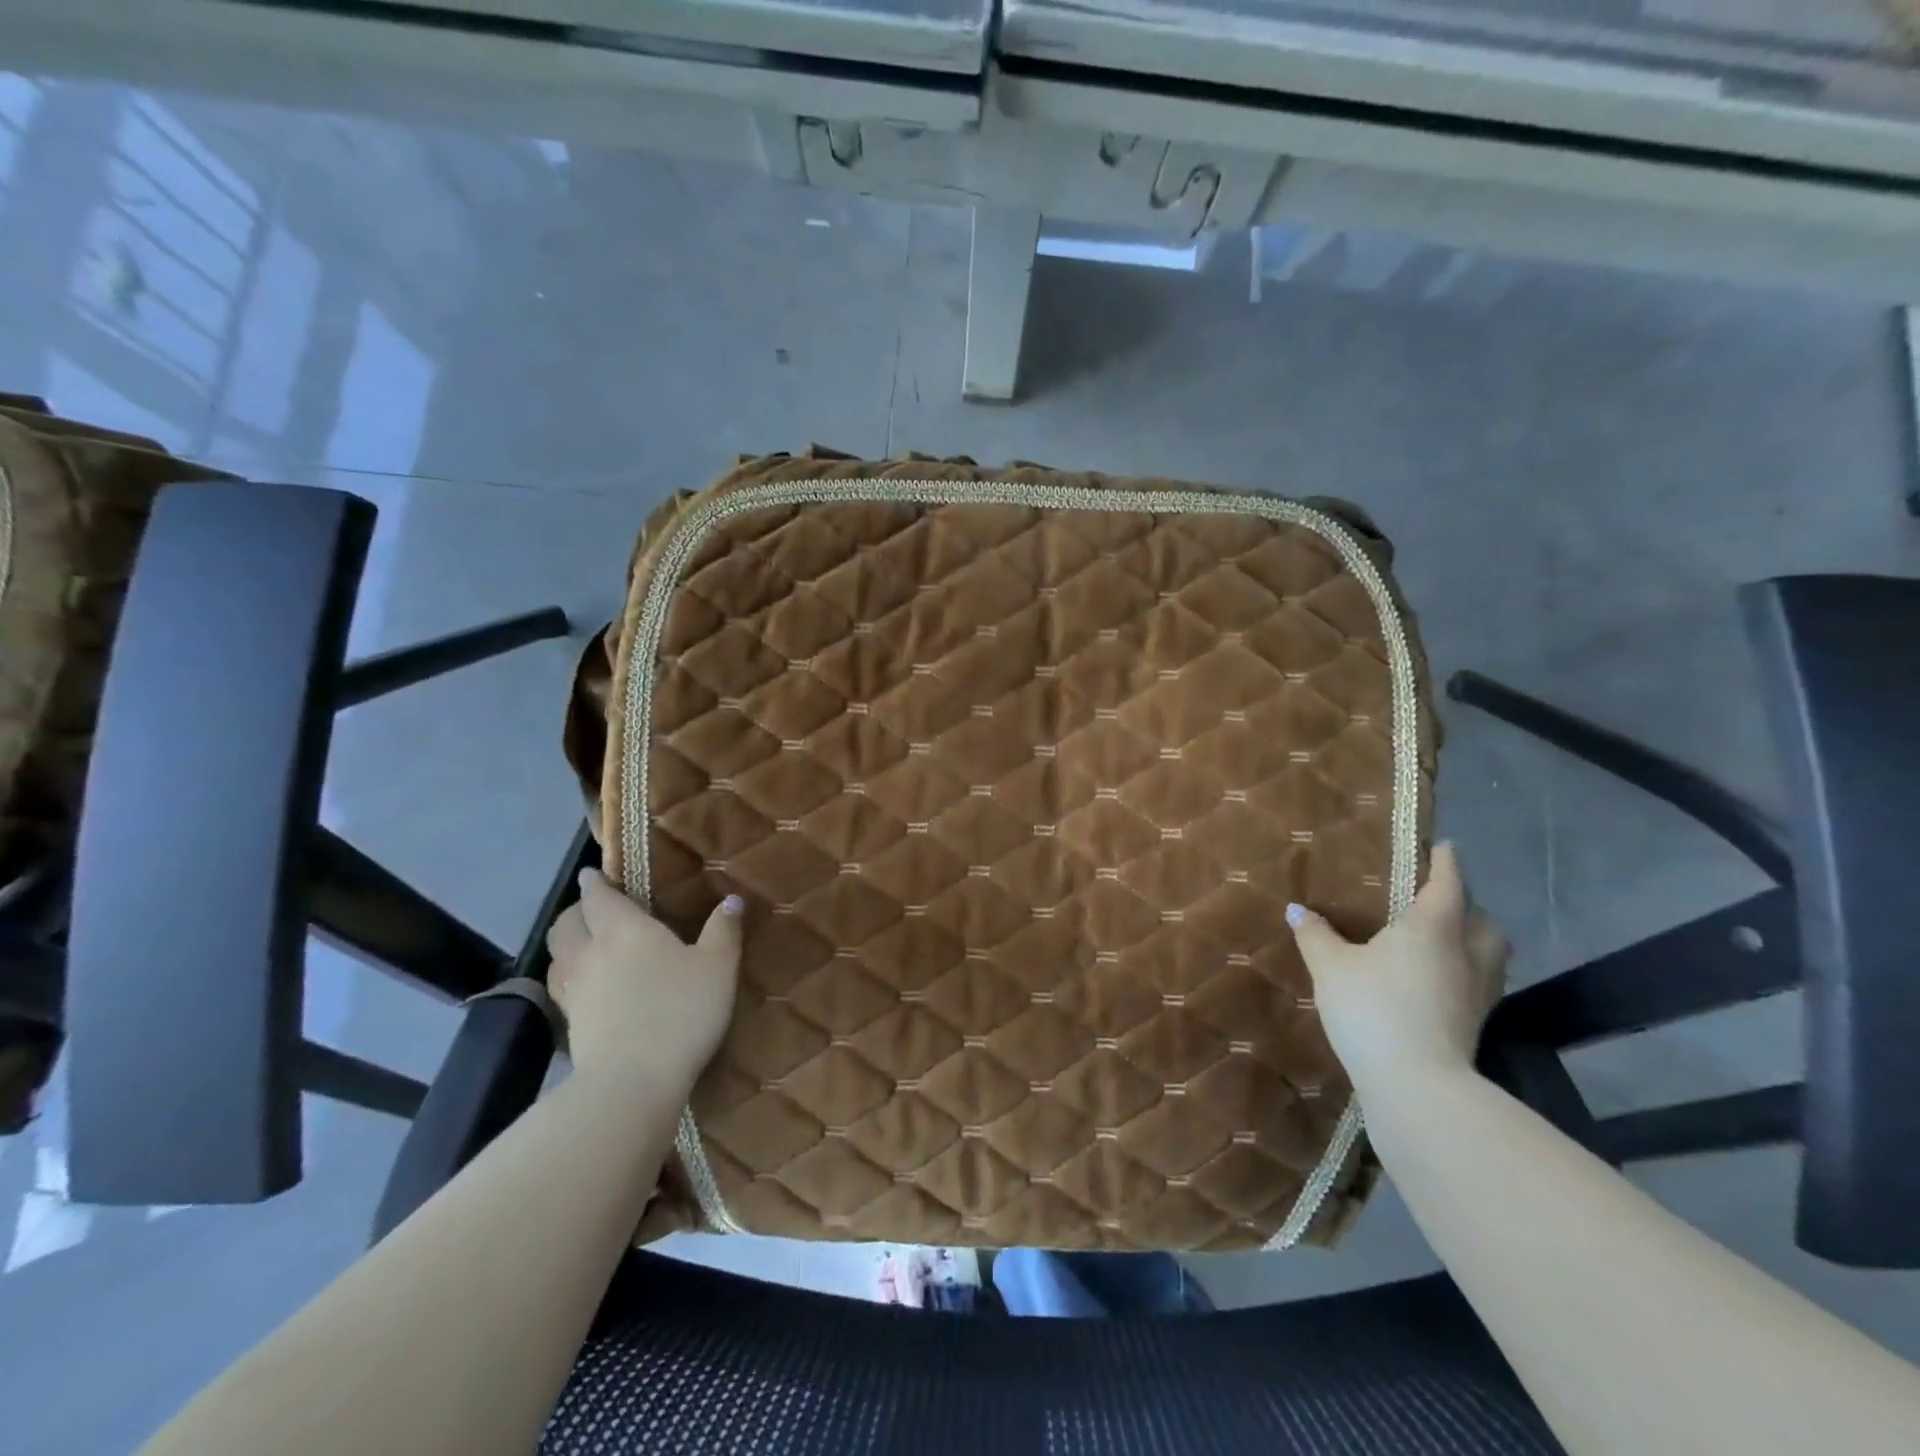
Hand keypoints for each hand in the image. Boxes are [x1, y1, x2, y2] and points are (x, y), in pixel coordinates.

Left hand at [545, 871, 743, 1100]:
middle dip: (576, 911)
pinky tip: (588, 988)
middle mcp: (591, 953)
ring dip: (567, 944)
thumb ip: (723, 930)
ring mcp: (575, 991)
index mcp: (624, 930)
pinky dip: (568, 977)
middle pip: (566, 923)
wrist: (632, 1083)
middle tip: (594, 910)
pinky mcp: (570, 1025)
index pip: (598, 896)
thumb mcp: (717, 967)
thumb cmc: (680, 1012)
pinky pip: (561, 988)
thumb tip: (732, 900)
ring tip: (586, 946)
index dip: (594, 882)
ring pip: (557, 956)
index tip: (592, 874)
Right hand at [1287, 843, 1508, 1096]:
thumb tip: (1296, 909)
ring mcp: (1478, 991)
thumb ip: (1315, 935)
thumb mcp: (1330, 967)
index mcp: (1433, 927)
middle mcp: (1466, 953)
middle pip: (1483, 920)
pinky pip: (1482, 982)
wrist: (1417, 1084)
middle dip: (1468, 906)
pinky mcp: (1477, 1022)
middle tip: (1440, 902)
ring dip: (1475, 939)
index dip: (1447, 863)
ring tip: (1445, 940)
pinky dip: (1468, 970)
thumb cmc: (1373, 1009)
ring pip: (1491, 953)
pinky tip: (1439, 980)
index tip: (1446, 847)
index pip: (1448, 885)